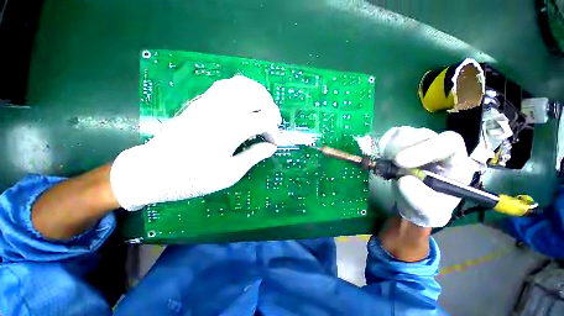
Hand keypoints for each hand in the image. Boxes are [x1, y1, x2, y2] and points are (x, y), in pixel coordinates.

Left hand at [110, 75, 281, 210]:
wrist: (154, 171)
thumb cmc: (193, 178)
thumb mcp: (230, 174)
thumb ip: (254, 156)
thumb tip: (271, 147)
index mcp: (230, 130)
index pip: (263, 120)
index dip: (274, 131)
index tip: (275, 143)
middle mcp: (222, 111)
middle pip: (256, 95)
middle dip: (271, 108)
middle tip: (273, 123)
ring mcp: (209, 103)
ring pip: (241, 84)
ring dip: (258, 94)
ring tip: (263, 109)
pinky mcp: (201, 102)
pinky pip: (227, 85)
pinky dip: (242, 89)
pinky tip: (245, 103)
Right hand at [378, 126, 475, 226]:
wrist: (413, 200)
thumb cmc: (427, 207)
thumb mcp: (429, 212)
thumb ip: (420, 199)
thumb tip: (403, 180)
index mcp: (455, 162)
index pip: (449, 143)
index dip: (425, 149)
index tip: (400, 162)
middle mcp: (439, 147)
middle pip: (423, 135)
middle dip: (403, 148)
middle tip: (390, 162)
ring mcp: (420, 142)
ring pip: (406, 133)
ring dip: (391, 147)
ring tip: (388, 163)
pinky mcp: (403, 141)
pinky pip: (392, 134)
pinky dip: (384, 144)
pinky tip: (385, 157)